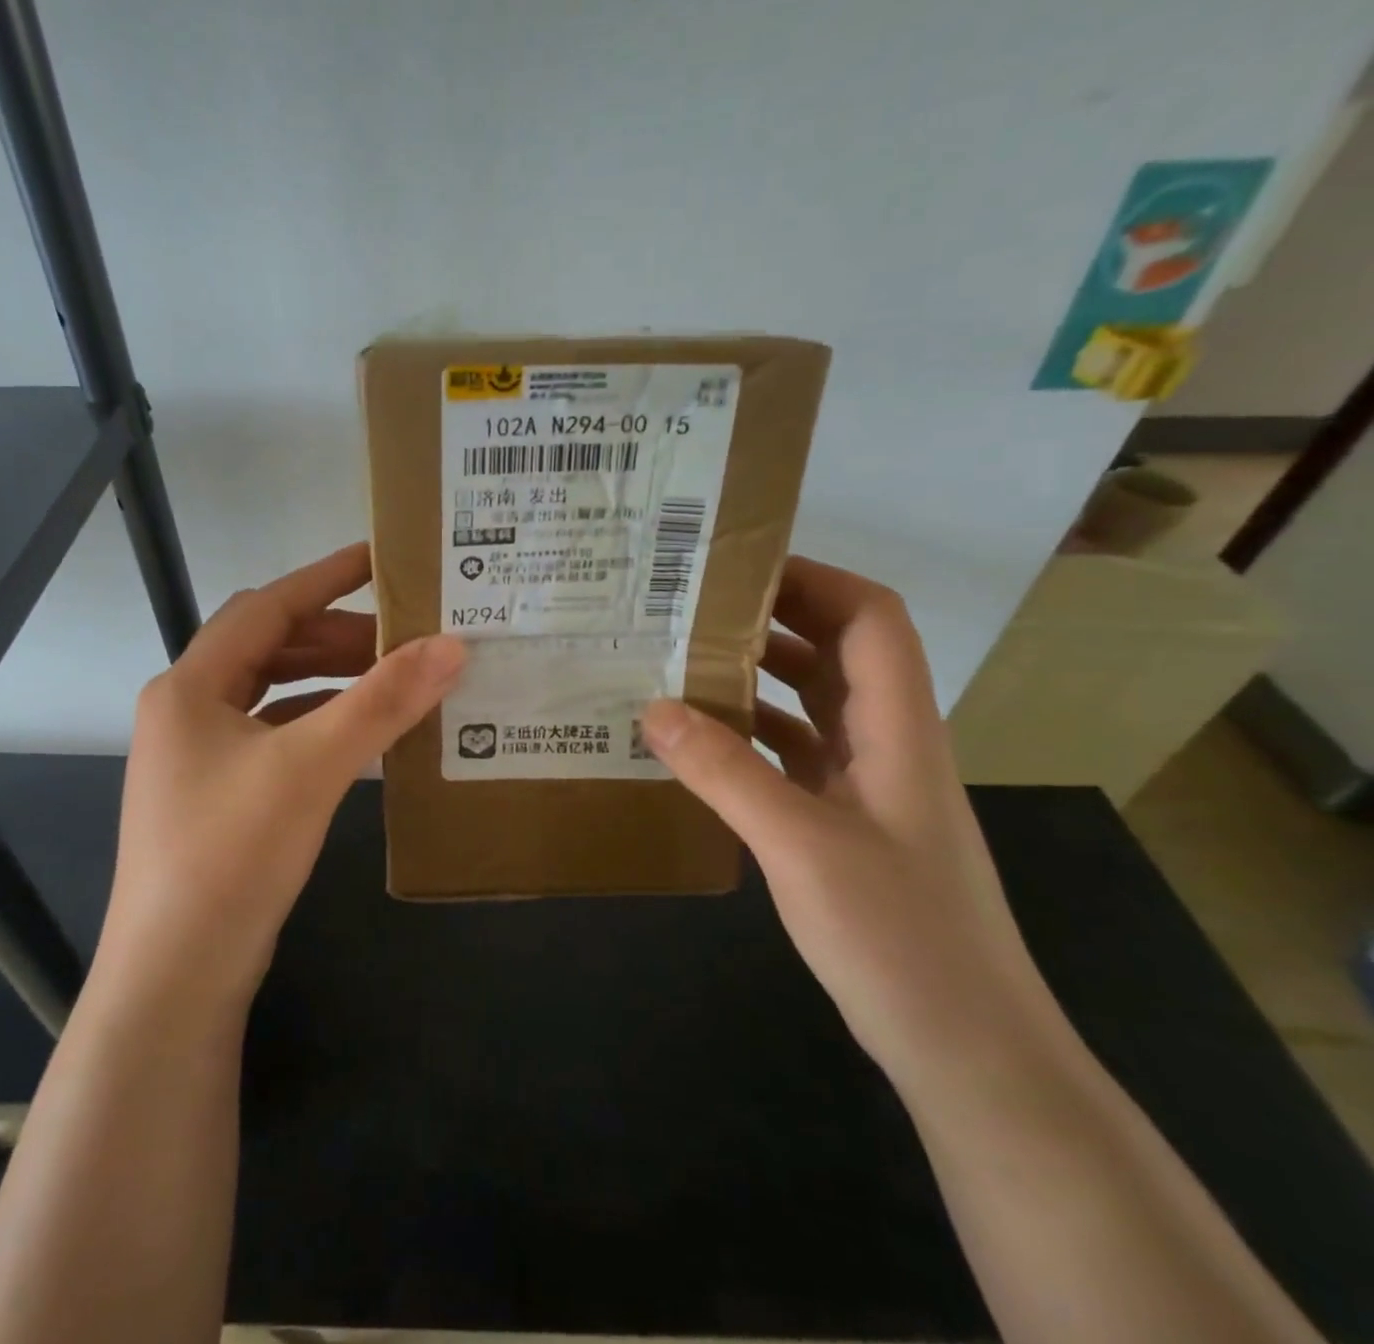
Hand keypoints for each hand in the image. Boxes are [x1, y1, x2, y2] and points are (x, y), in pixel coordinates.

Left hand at [101, 544, 465, 1007]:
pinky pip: (274, 735)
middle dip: (335, 635)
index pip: (267, 607)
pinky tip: (359, 732)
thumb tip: (452, 645)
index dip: (324, 578)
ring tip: (391, 676)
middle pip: (268, 647)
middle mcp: (187, 710)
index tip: (380, 558)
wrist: (176, 977)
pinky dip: (317, 722)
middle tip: (403, 634)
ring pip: (272, 693)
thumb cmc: (232, 855)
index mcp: (191, 686)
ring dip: (328, 679)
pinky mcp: (217, 794)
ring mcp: (198, 756)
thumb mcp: (312, 767)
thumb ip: (382, 702)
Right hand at [641, 557, 1068, 1098]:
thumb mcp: (801, 846)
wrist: (966, 1049)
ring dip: (755, 676)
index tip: (738, 569)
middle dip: (771, 618)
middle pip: (837, 651)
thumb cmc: (899, 937)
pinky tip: (698, 743)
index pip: (871, 619)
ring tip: (680, 663)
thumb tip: (652, 706)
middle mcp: (887, 743)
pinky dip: (750, 734)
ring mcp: (867, 786)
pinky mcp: (845, 822)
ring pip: (812, 702)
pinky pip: (794, 753)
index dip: (815, 580)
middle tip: (689, 609)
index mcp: (897, 729)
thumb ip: (725, 772)